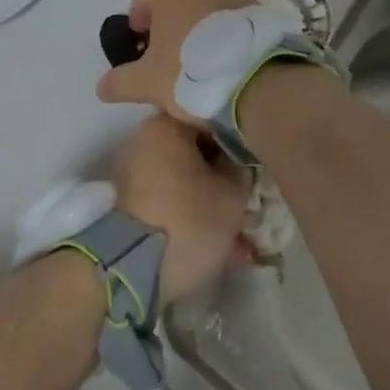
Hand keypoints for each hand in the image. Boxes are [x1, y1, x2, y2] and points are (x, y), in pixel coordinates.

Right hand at [97, 0, 254, 124]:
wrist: (257, 78)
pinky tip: (225, 62)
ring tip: (196, 62)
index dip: (137, 16)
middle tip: (165, 55)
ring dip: (196, 27)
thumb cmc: (190, 72)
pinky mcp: (257, 11)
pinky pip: (230, 18)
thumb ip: (120, 82)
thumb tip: (101, 87)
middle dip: (167, 22)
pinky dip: (223, 34)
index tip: (139, 44)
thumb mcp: (147, 83)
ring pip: (204, 6)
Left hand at [111, 116, 250, 304]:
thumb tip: (241, 163)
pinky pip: (173, 201)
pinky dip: (195, 217)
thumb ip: (242, 169)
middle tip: (251, 199)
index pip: (212, 118)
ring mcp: (136, 172)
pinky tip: (224, 247)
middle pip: (198, 150)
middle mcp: (146, 140)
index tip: (257, 163)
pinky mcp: (132, 204)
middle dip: (226, 176)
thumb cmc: (187, 220)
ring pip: (188, 179)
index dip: (240, 140)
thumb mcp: (232, 193)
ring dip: (213, 201)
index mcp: (166, 124)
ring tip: (242, 234)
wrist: (131, 271)